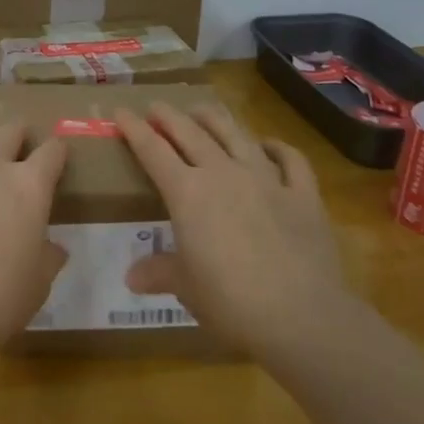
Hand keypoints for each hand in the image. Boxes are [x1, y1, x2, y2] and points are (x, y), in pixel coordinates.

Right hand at [115, 102, 348, 354]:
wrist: (302, 317)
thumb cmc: (230, 301)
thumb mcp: (186, 287)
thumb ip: (159, 272)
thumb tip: (131, 277)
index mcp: (186, 192)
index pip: (152, 149)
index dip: (133, 128)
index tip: (120, 111)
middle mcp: (223, 174)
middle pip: (191, 132)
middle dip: (169, 116)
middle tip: (156, 106)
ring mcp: (266, 180)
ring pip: (236, 135)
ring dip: (215, 119)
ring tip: (203, 110)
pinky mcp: (303, 195)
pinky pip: (290, 160)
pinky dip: (277, 147)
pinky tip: (268, 144)